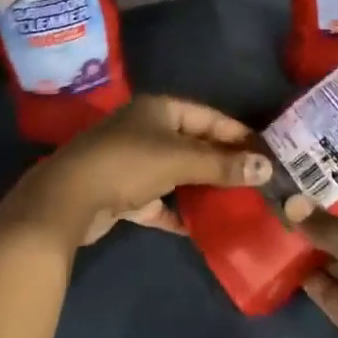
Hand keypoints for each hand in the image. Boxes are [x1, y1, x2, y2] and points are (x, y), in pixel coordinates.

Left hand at [1, 96, 271, 247]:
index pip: (209, 116)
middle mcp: (146, 129)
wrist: (69, 198)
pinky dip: (177, 211)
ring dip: (202, 188)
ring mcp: (133, 161)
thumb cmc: (129, 164)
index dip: (238, 134)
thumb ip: (223, 165)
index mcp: (159, 109)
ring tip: (236, 204)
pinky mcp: (123, 192)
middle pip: (193, 144)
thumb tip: (267, 167)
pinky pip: (159, 200)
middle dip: (223, 163)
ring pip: (177, 173)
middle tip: (257, 181)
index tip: (267, 152)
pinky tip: (201, 228)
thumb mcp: (180, 160)